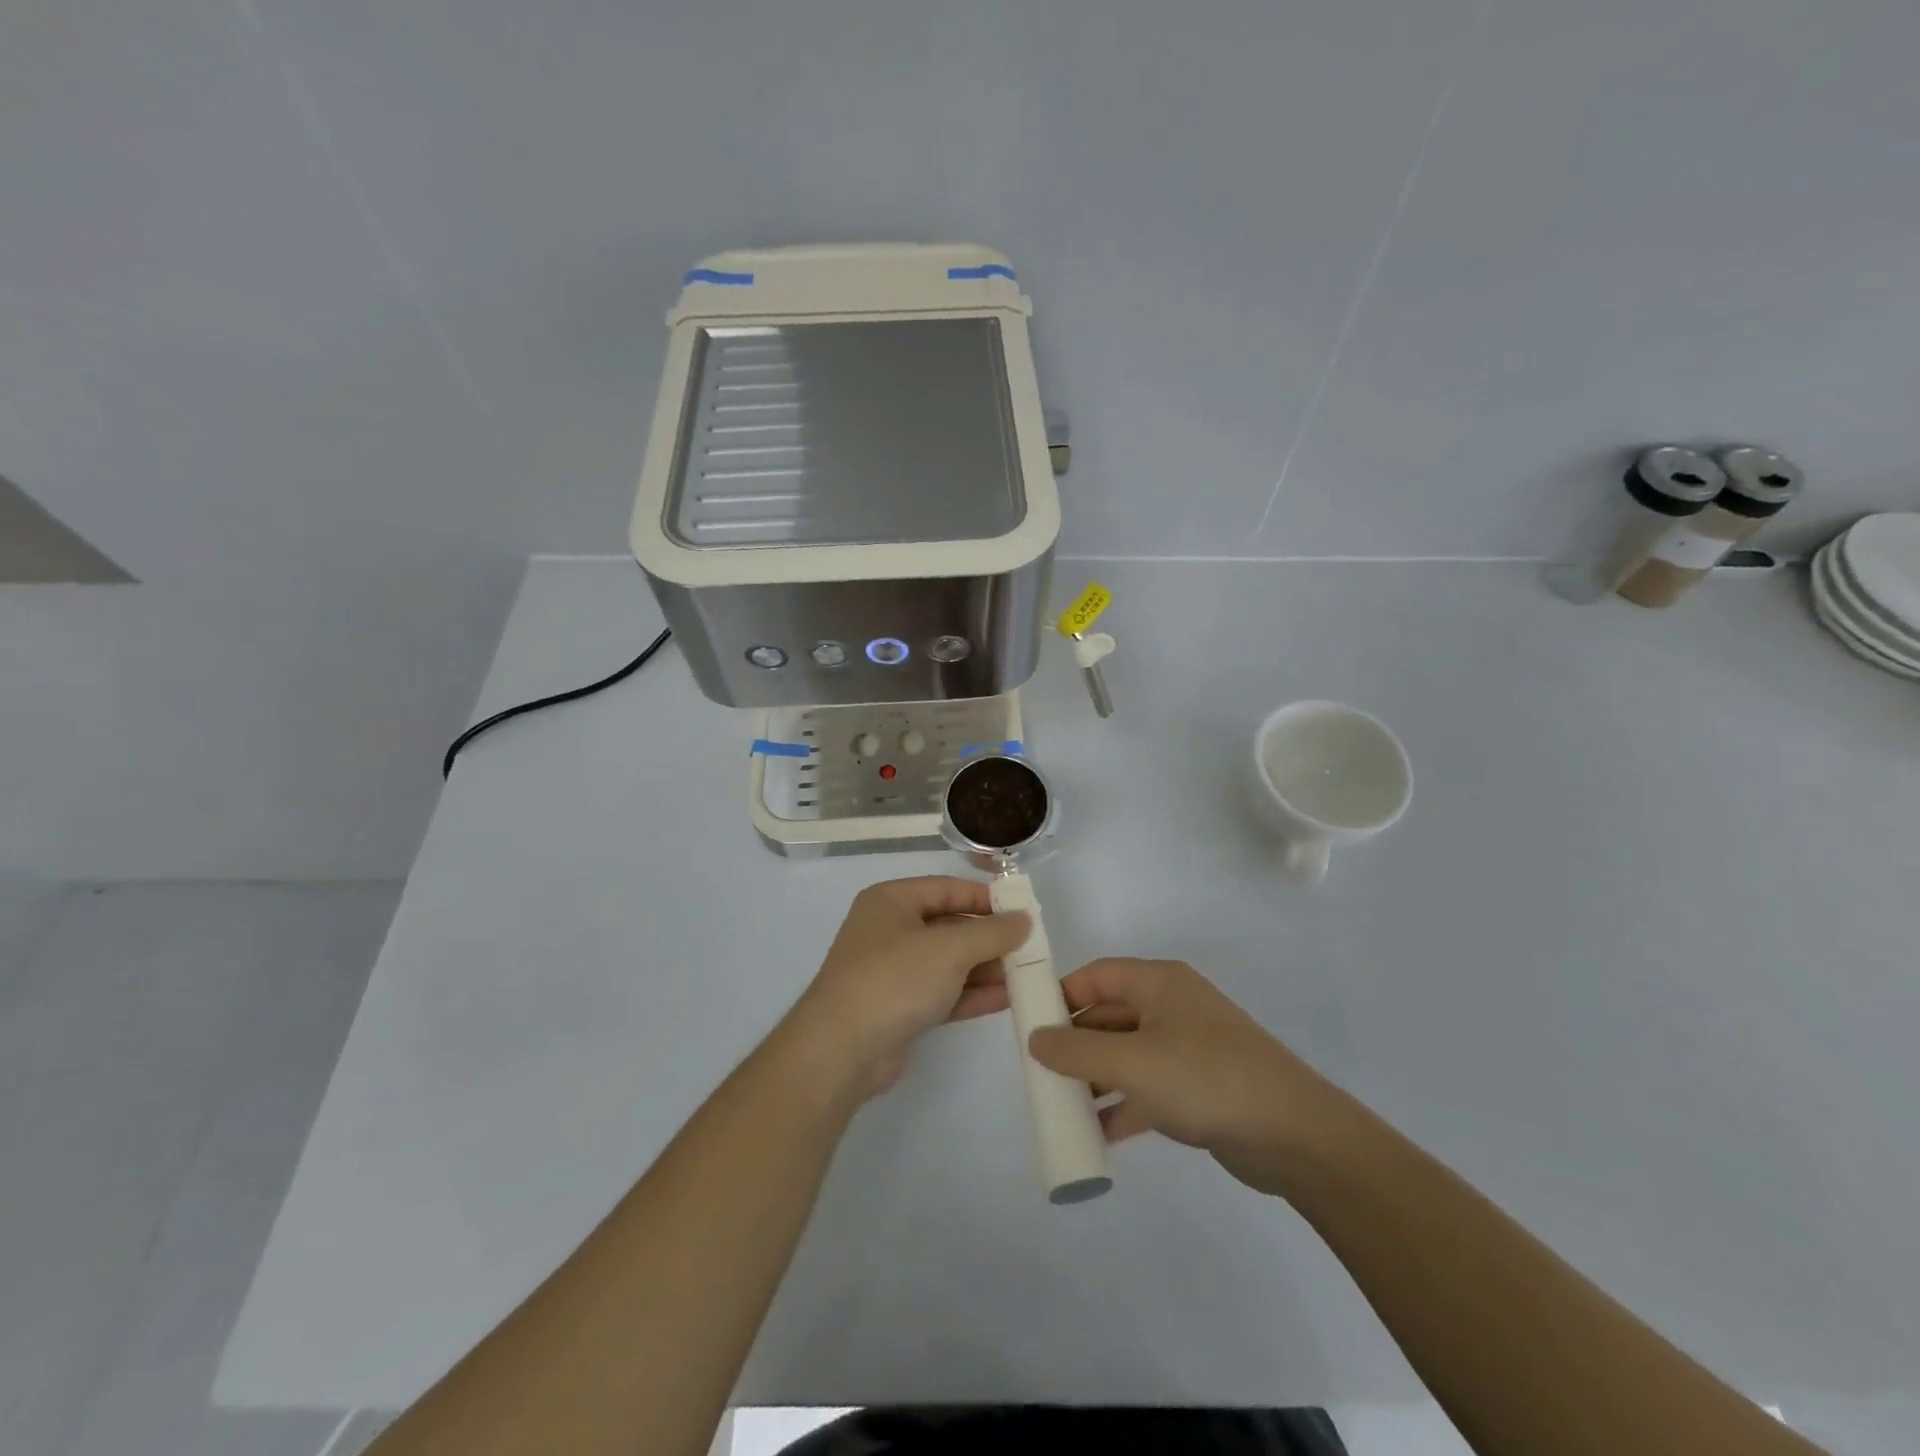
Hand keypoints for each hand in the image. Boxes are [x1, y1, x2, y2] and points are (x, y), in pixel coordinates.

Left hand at [781, 877, 1029, 1102]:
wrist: (842, 1050)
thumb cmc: (894, 979)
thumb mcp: (949, 948)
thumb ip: (991, 932)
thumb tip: (1024, 919)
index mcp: (892, 901)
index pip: (947, 888)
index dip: (985, 898)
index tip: (1023, 911)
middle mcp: (890, 930)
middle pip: (950, 926)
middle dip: (989, 937)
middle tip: (1030, 946)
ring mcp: (894, 971)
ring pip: (949, 962)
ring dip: (986, 967)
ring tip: (1028, 973)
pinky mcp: (901, 1008)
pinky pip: (944, 992)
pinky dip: (972, 993)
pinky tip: (1008, 997)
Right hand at [1027, 958, 1349, 1195]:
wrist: (1295, 1135)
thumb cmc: (1207, 1079)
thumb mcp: (1133, 1063)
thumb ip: (1077, 1052)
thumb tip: (1034, 1040)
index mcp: (1159, 984)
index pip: (1098, 975)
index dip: (1062, 994)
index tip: (1030, 1023)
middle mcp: (1171, 1007)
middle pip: (1109, 1015)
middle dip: (1075, 1044)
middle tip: (1039, 1072)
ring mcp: (1187, 1048)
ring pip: (1126, 1054)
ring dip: (1095, 1078)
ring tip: (1060, 1105)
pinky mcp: (1198, 1087)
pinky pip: (1147, 1087)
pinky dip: (1122, 1104)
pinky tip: (1097, 1133)